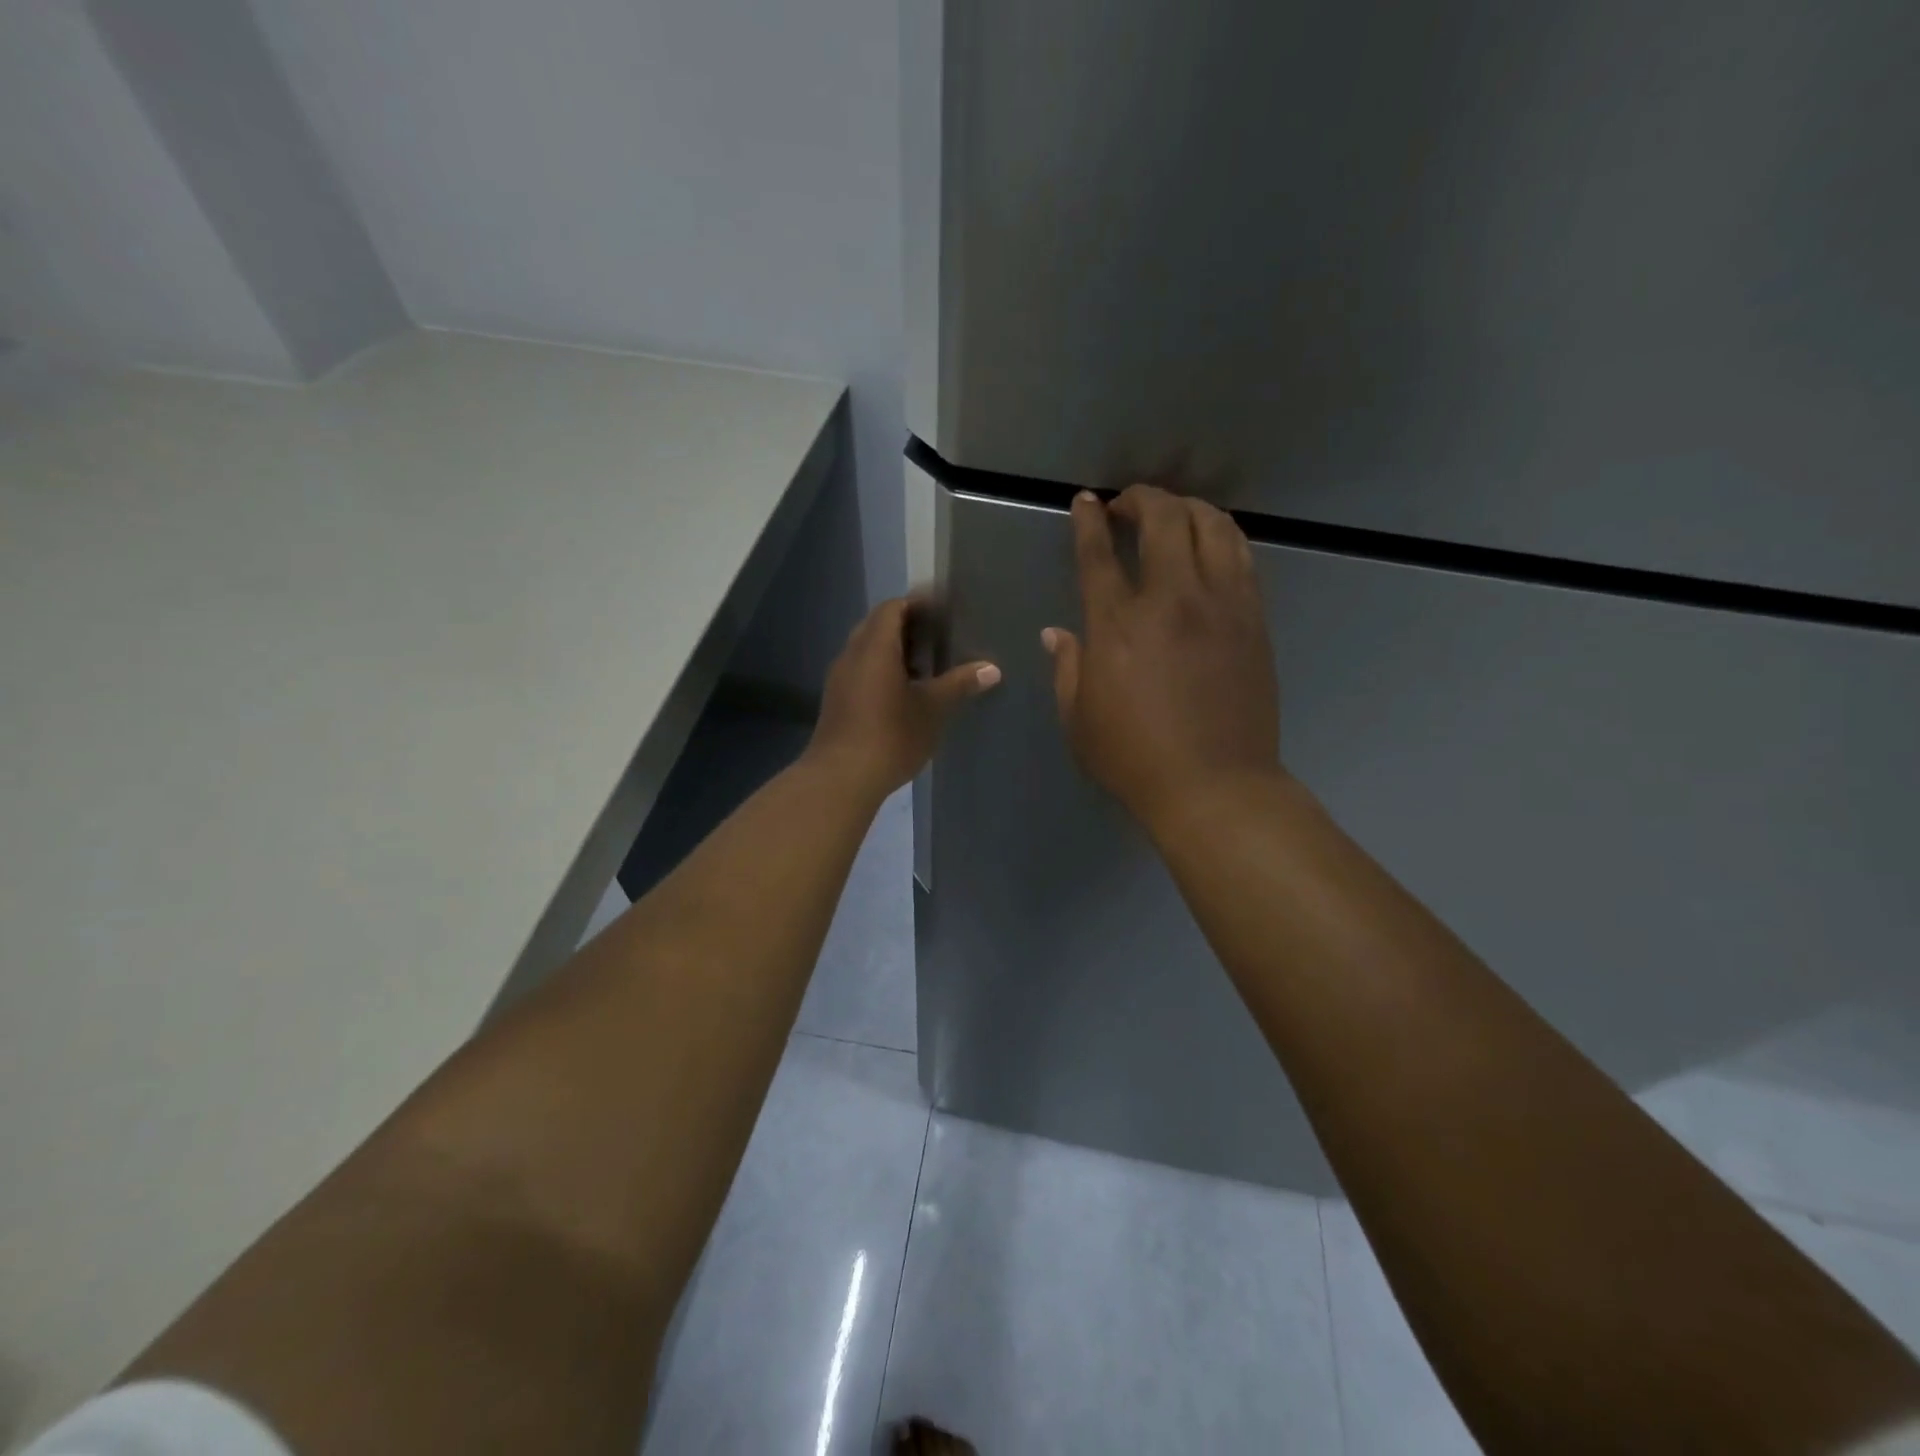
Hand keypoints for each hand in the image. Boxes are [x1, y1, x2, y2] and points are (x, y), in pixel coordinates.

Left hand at [806, 597, 1000, 796]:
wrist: (841, 778)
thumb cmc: (891, 735)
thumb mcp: (933, 709)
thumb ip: (960, 684)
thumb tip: (991, 668)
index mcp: (875, 646)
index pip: (893, 608)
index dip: (917, 604)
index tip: (943, 612)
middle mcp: (852, 655)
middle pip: (877, 626)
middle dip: (906, 627)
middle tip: (938, 638)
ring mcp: (839, 679)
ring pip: (867, 650)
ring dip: (893, 651)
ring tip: (926, 667)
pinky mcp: (836, 702)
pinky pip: (860, 671)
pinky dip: (882, 671)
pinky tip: (904, 694)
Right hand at [1044, 485, 1280, 829]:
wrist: (1216, 786)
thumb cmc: (1134, 759)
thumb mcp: (1078, 719)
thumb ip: (1067, 668)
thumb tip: (1057, 633)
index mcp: (1118, 625)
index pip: (1098, 553)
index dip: (1089, 519)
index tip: (1086, 501)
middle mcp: (1171, 600)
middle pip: (1163, 519)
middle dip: (1142, 498)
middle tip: (1127, 505)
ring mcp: (1220, 605)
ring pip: (1212, 526)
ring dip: (1188, 507)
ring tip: (1173, 514)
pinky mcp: (1253, 619)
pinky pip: (1242, 556)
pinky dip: (1222, 535)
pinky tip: (1211, 543)